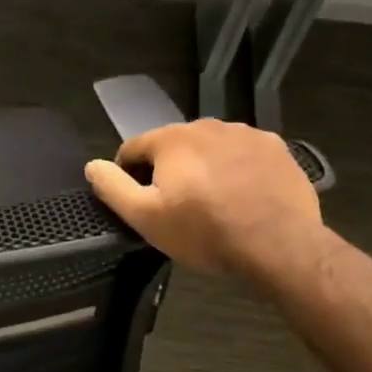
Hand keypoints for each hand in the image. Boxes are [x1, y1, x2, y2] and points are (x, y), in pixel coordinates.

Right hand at [85, 120, 327, 285]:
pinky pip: (243, 155)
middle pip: (174, 146)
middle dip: (169, 170)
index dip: (129, 174)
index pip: (134, 148)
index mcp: (172, 139)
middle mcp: (207, 126)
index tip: (139, 202)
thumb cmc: (204, 232)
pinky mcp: (277, 149)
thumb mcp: (145, 218)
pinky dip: (237, 170)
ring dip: (204, 167)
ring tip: (212, 203)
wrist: (279, 246)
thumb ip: (113, 187)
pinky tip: (243, 197)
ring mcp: (246, 134)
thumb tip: (92, 165)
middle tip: (176, 207)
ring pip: (210, 148)